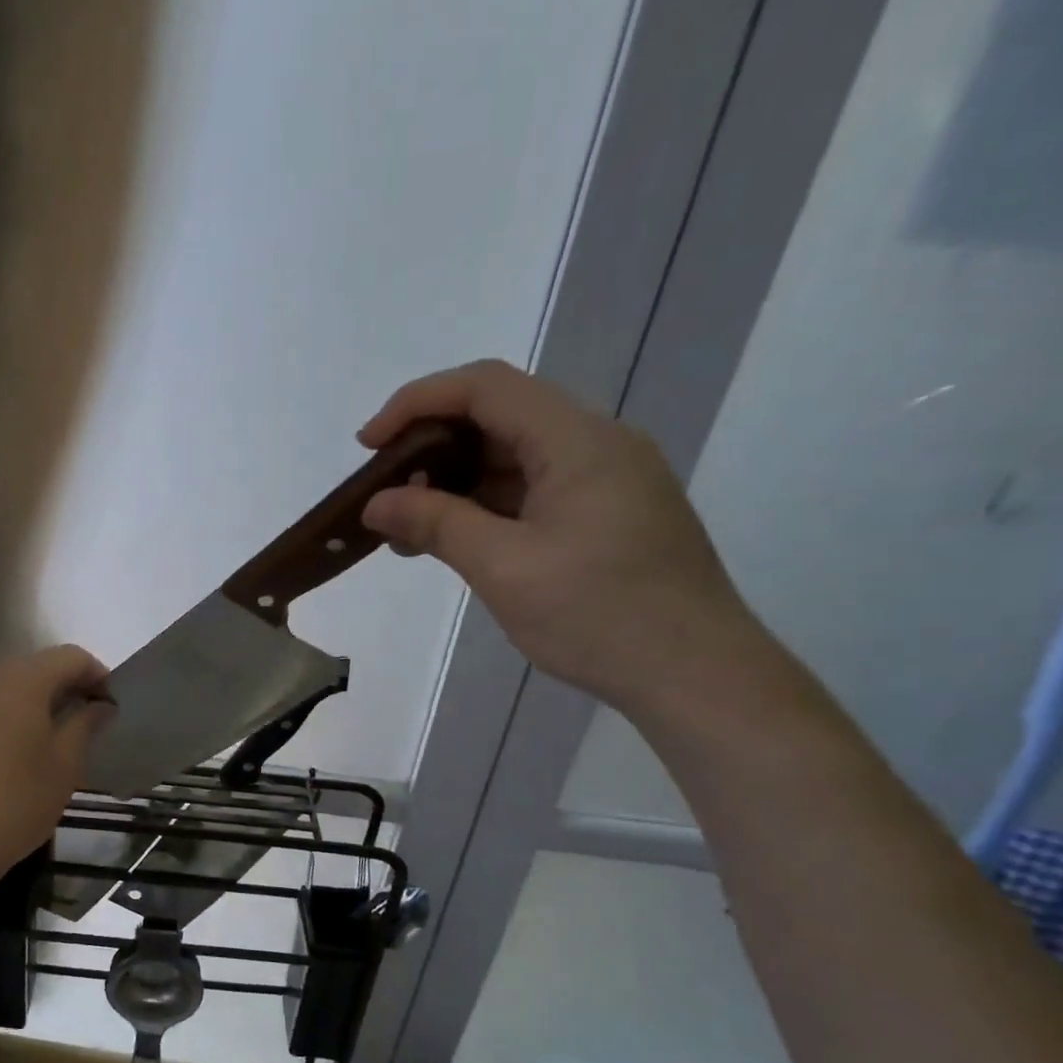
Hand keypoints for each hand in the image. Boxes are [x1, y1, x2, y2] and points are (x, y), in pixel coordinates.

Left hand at [0, 645, 113, 875]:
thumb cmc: (16, 800)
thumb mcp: (65, 764)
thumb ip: (86, 724)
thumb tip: (100, 706)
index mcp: (22, 680)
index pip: (70, 657)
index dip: (98, 674)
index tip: (112, 705)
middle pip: (38, 666)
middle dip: (68, 686)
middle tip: (90, 721)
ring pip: (11, 686)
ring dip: (39, 701)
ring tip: (59, 737)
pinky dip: (12, 715)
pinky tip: (22, 751)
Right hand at [359, 359, 763, 714]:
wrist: (694, 674)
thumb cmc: (599, 616)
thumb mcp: (504, 567)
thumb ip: (436, 524)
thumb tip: (376, 503)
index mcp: (578, 442)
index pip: (486, 388)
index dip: (418, 402)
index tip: (368, 445)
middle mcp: (595, 446)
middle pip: (499, 418)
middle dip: (431, 448)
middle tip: (382, 492)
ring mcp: (604, 482)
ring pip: (512, 458)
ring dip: (454, 483)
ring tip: (404, 527)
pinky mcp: (604, 516)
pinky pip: (530, 492)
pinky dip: (483, 508)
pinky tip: (450, 541)